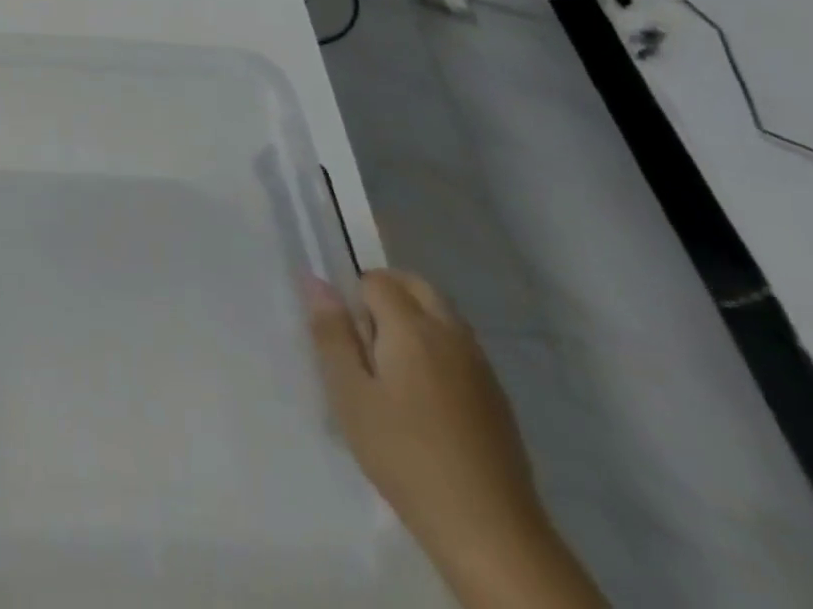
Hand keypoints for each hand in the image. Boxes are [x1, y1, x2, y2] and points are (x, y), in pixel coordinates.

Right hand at [308, 270, 607, 608]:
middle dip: (387, 293)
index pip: (377, 280)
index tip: (346, 337)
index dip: (354, 297)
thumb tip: (316, 280)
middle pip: (417, 285)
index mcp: (412, 327)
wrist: (490, 532)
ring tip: (391, 370)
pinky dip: (437, 347)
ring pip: (442, 314)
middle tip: (364, 339)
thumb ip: (332, 332)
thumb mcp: (350, 394)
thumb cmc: (404, 455)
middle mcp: (451, 334)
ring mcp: (480, 365)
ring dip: (414, 319)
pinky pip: (460, 346)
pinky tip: (424, 399)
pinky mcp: (497, 396)